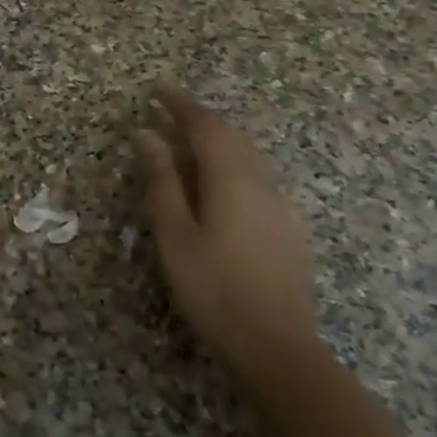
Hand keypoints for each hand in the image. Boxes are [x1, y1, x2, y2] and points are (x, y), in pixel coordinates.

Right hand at [134, 86, 319, 377]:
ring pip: (248, 157)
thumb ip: (161, 180)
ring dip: (218, 141)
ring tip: (189, 145)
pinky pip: (258, 179)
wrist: (277, 347)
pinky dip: (233, 166)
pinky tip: (221, 188)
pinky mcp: (290, 228)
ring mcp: (281, 206)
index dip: (179, 104)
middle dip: (200, 119)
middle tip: (169, 113)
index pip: (204, 125)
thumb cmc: (213, 288)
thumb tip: (146, 134)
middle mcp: (261, 183)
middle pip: (231, 136)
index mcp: (230, 179)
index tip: (156, 89)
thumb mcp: (174, 234)